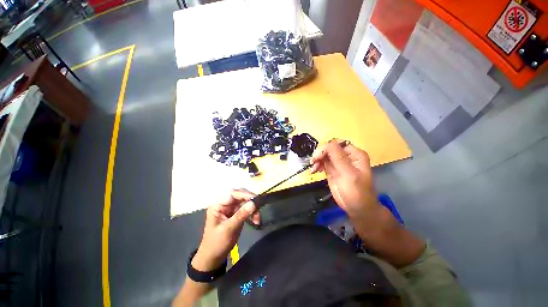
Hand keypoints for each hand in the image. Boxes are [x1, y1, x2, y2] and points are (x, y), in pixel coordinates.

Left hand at [192, 189, 258, 271]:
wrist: (213, 258)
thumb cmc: (217, 243)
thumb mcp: (229, 229)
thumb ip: (241, 215)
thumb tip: (253, 203)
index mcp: (218, 205)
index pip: (233, 193)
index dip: (245, 194)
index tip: (256, 200)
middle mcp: (224, 204)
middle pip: (240, 196)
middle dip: (250, 202)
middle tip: (259, 209)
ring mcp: (231, 209)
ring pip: (245, 202)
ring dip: (253, 209)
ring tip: (257, 219)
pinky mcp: (236, 214)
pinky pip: (246, 209)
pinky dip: (252, 213)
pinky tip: (255, 221)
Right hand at [310, 139, 377, 217]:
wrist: (357, 209)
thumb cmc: (357, 192)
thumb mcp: (349, 175)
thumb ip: (339, 158)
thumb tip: (328, 143)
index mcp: (354, 154)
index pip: (338, 144)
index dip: (327, 148)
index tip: (318, 157)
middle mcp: (346, 156)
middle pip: (329, 148)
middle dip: (320, 154)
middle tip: (313, 162)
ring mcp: (338, 163)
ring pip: (324, 155)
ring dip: (317, 160)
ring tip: (313, 169)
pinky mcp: (332, 170)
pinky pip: (322, 163)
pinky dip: (316, 165)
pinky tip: (314, 171)